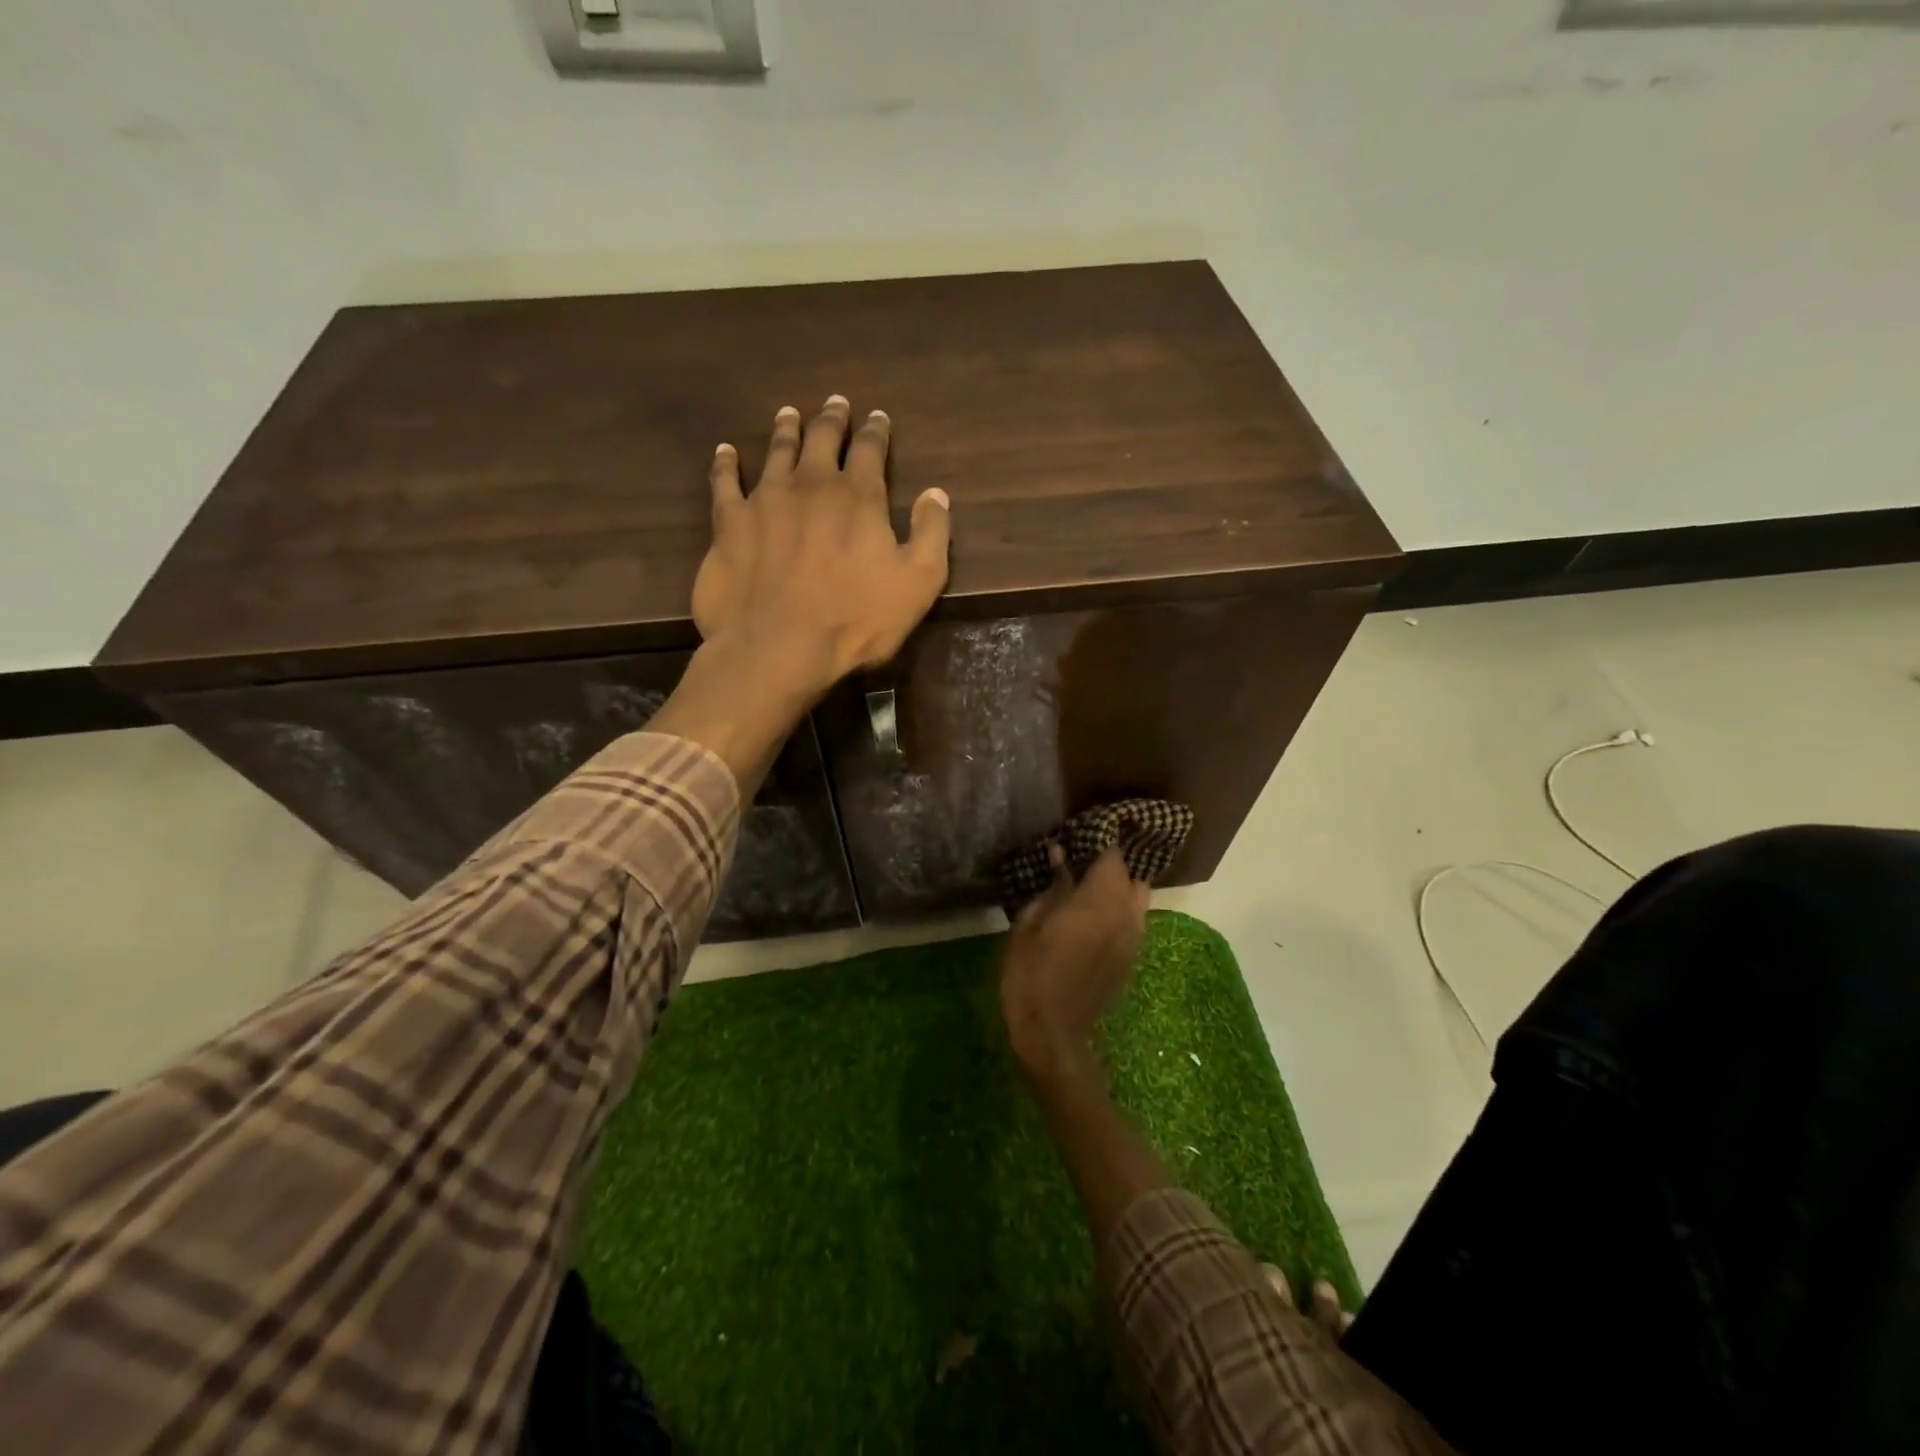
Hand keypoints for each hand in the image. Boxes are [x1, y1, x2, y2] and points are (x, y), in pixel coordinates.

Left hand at [693, 396, 951, 699]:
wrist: (778, 647)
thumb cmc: (856, 620)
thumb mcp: (918, 583)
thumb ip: (931, 534)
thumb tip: (937, 493)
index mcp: (858, 497)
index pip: (870, 450)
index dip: (876, 431)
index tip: (878, 417)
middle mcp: (811, 485)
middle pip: (822, 439)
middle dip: (832, 419)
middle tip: (835, 403)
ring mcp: (765, 499)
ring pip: (776, 451)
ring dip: (786, 430)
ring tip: (789, 414)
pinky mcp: (729, 523)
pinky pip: (724, 481)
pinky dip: (725, 463)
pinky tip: (725, 451)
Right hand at [999, 845, 1150, 1084]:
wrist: (1052, 1034)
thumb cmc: (1031, 974)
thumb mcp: (1030, 924)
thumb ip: (1052, 886)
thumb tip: (1060, 854)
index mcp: (1100, 900)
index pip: (1112, 854)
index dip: (1098, 840)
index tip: (1079, 834)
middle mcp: (1127, 914)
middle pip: (1131, 874)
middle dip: (1110, 864)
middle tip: (1081, 860)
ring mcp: (1134, 938)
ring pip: (1137, 898)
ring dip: (1118, 887)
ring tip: (1088, 886)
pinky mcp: (1132, 958)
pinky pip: (1134, 921)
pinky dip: (1119, 910)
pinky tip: (1093, 914)